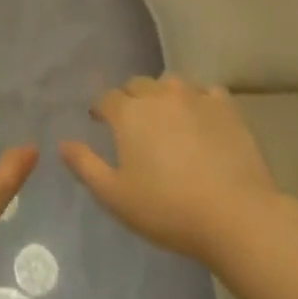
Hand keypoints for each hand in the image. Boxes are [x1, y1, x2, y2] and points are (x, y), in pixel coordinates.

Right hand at [61, 74, 277, 264]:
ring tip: (167, 117)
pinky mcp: (226, 107)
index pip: (107, 98)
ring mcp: (195, 97)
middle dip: (130, 99)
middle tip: (134, 124)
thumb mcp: (116, 197)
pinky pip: (207, 91)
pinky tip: (202, 118)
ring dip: (163, 95)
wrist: (234, 215)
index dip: (102, 109)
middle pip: (138, 84)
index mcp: (129, 113)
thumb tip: (63, 143)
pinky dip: (199, 99)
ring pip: (171, 83)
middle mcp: (158, 95)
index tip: (101, 122)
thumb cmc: (168, 209)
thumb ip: (85, 166)